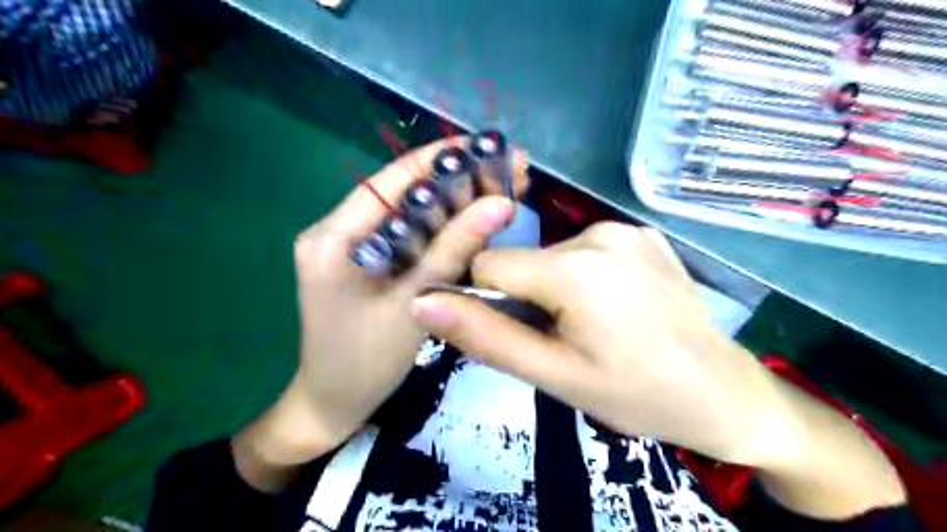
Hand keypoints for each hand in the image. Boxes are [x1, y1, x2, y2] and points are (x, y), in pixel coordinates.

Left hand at [234, 138, 530, 481]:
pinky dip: (437, 230)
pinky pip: (404, 237)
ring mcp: (347, 247)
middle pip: (401, 193)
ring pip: (406, 214)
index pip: (392, 180)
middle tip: (504, 171)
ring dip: (450, 203)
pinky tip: (470, 222)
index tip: (486, 147)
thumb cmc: (366, 363)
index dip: (440, 158)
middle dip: (453, 181)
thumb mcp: (415, 303)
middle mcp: (335, 232)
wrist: (333, 406)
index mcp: (333, 238)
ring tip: (498, 190)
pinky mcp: (361, 263)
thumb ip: (454, 250)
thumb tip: (500, 203)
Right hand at [411, 222, 904, 517]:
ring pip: (551, 256)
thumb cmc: (639, 396)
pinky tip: (614, 308)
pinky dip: (582, 277)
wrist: (727, 395)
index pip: (487, 265)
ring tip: (591, 328)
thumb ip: (486, 337)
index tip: (510, 333)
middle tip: (561, 342)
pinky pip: (586, 251)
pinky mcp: (643, 234)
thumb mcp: (555, 376)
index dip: (484, 300)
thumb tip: (424, 303)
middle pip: (522, 261)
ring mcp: (625, 229)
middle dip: (524, 299)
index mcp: (575, 269)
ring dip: (552, 289)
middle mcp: (598, 233)